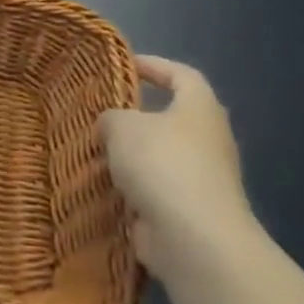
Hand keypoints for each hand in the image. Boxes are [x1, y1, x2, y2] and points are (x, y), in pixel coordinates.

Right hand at [99, 55, 254, 279]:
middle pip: (171, 118)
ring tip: (95, 153)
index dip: (154, 65)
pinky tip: (104, 188)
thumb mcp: (122, 126)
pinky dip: (133, 189)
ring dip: (131, 157)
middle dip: (137, 116)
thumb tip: (113, 125)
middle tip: (102, 114)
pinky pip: (156, 190)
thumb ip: (112, 117)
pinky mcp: (191, 211)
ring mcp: (203, 179)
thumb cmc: (162, 164)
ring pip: (161, 157)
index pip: (182, 74)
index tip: (125, 66)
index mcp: (199, 109)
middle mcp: (208, 140)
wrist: (194, 238)